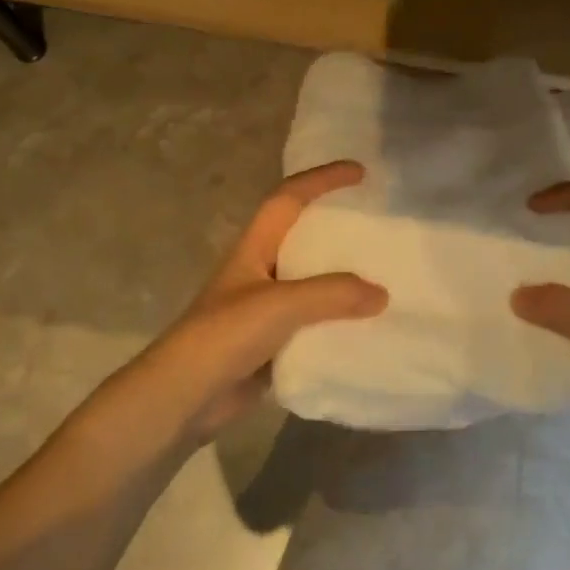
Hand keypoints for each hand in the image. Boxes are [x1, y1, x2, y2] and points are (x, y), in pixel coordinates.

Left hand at [126, 160, 386, 444]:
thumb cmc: (224, 335)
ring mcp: (265, 309)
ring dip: (343, 279)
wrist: (184, 397)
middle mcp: (260, 271)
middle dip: (338, 227)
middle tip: (378, 226)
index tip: (360, 172)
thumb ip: (332, 294)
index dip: (322, 179)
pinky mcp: (272, 343)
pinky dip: (338, 322)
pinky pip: (314, 323)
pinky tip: (366, 328)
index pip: (288, 198)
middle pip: (303, 237)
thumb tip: (382, 294)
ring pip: (312, 283)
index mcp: (254, 248)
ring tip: (384, 276)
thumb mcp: (279, 304)